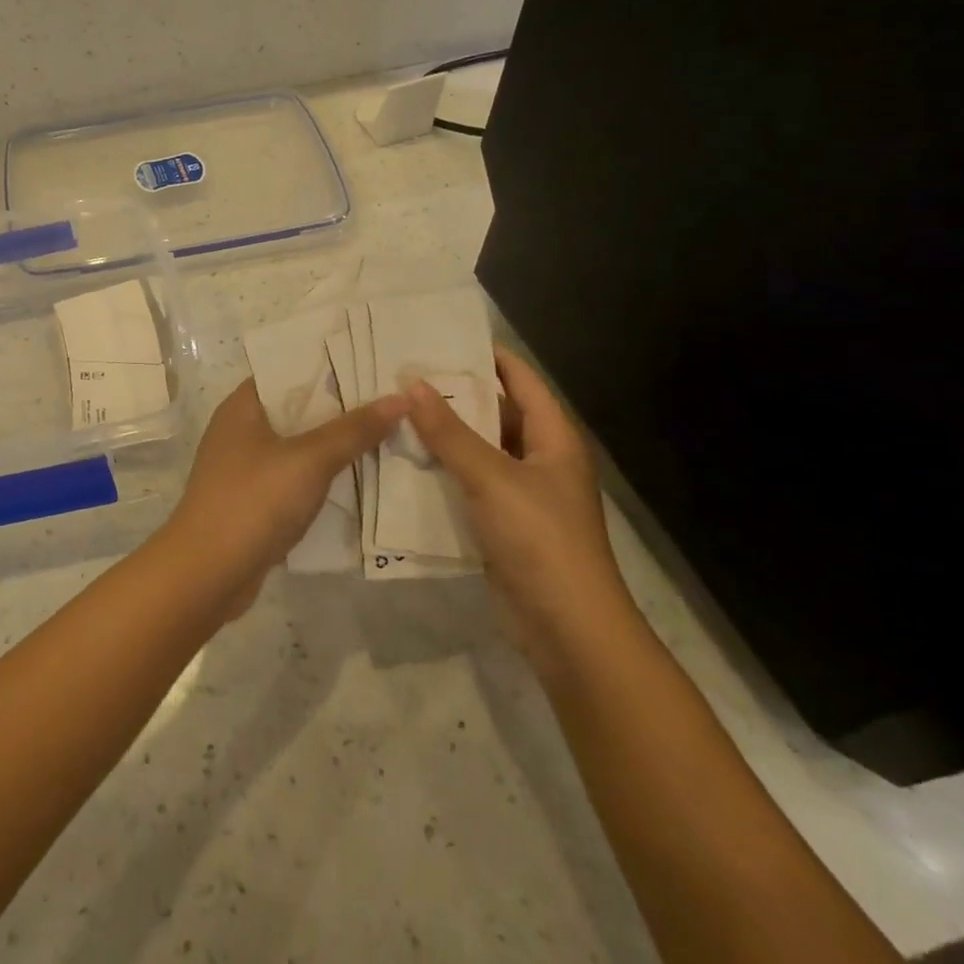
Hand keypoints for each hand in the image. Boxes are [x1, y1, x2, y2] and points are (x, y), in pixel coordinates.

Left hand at [162, 378, 407, 612]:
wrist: (208, 574)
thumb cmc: (253, 501)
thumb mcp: (309, 460)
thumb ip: (353, 429)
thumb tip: (400, 398)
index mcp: (243, 406)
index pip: (290, 370)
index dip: (331, 365)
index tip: (375, 363)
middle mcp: (240, 430)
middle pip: (298, 408)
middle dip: (342, 407)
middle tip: (394, 400)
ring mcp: (245, 467)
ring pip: (299, 446)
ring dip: (335, 444)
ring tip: (389, 434)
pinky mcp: (253, 501)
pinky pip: (295, 477)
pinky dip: (322, 476)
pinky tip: (360, 478)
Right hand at [403, 347, 634, 660]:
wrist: (566, 627)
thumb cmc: (539, 539)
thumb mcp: (491, 477)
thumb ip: (449, 432)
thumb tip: (412, 383)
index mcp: (552, 438)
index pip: (521, 380)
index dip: (488, 355)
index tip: (442, 336)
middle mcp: (540, 458)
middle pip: (496, 412)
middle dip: (455, 394)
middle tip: (404, 374)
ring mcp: (522, 493)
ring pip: (479, 449)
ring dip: (444, 434)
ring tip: (396, 410)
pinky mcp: (503, 522)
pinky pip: (469, 483)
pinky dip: (443, 469)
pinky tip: (406, 460)